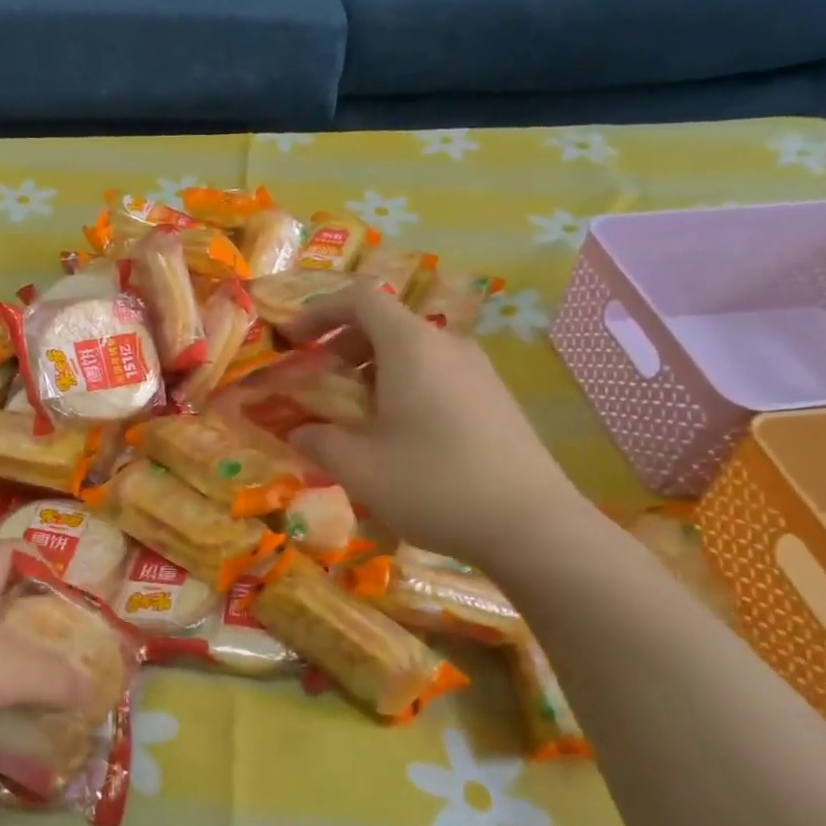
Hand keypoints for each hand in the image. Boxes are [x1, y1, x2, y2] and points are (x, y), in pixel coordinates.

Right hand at [283, 281, 587, 567]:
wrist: (532, 526)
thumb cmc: (433, 484)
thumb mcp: (358, 467)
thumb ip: (318, 440)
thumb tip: (298, 431)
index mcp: (411, 346)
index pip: (360, 298)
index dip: (319, 310)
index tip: (293, 338)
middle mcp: (447, 345)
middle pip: (386, 323)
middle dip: (341, 346)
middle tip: (316, 383)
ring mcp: (478, 371)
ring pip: (413, 351)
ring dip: (372, 370)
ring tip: (353, 413)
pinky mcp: (495, 398)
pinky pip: (437, 373)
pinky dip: (403, 386)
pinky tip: (397, 433)